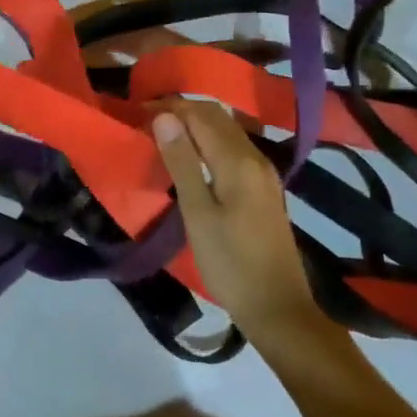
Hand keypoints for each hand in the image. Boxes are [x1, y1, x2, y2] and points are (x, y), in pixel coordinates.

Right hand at [152, 100, 321, 340]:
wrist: (278, 308)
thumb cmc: (230, 263)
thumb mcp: (197, 213)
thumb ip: (182, 162)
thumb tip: (164, 117)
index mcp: (237, 161)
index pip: (200, 115)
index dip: (169, 108)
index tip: (138, 112)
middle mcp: (255, 157)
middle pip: (217, 117)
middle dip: (182, 112)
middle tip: (147, 121)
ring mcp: (264, 173)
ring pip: (227, 131)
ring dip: (196, 125)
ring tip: (164, 136)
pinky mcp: (264, 188)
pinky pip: (234, 148)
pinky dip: (210, 142)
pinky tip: (193, 158)